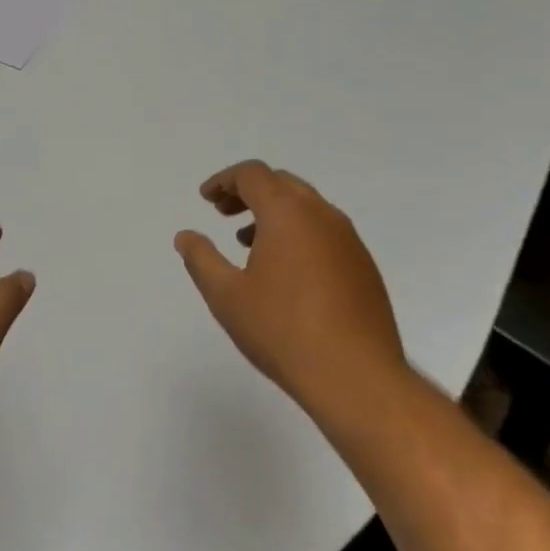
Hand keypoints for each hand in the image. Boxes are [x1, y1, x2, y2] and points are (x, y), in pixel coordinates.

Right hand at [175, 161, 406, 419]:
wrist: (355, 376)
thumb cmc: (281, 330)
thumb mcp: (226, 296)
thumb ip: (201, 259)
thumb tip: (186, 236)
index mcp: (288, 213)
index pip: (253, 174)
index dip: (224, 180)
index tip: (206, 199)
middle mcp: (322, 215)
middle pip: (281, 183)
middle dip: (248, 192)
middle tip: (222, 213)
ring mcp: (349, 240)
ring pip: (306, 207)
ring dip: (274, 213)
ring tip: (247, 242)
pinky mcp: (363, 265)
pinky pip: (324, 232)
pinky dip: (298, 233)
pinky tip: (284, 271)